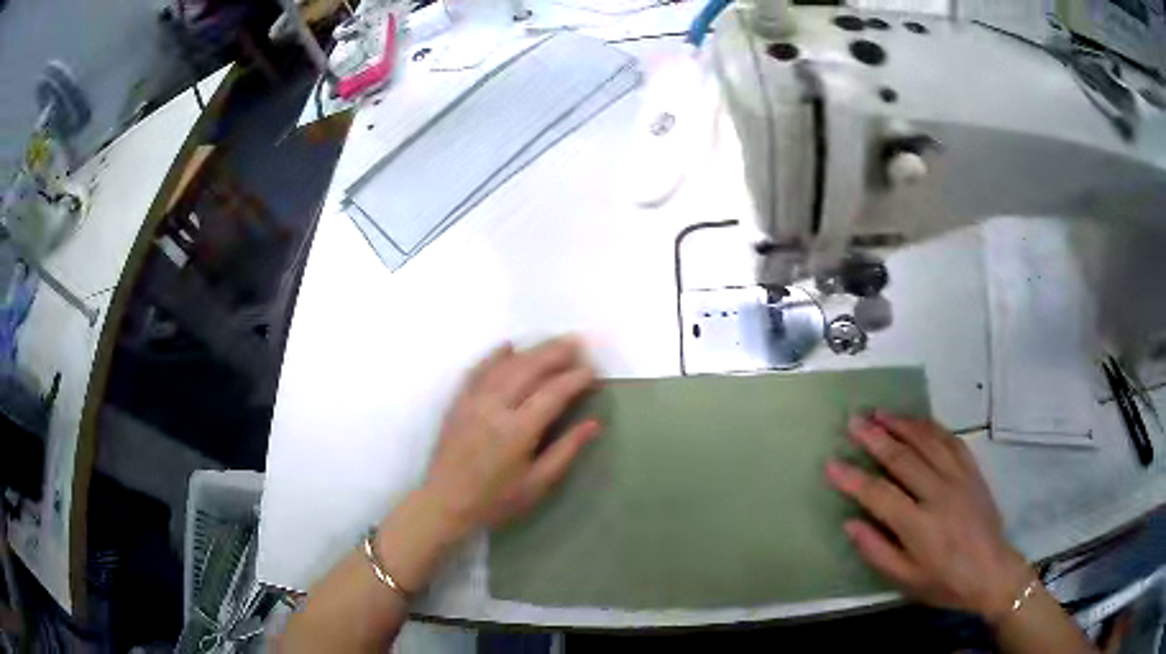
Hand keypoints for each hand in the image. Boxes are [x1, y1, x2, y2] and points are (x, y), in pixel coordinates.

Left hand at [422, 337, 601, 537]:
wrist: (445, 503)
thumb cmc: (496, 500)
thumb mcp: (537, 484)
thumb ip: (566, 451)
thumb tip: (593, 424)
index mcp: (517, 431)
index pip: (552, 394)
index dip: (574, 380)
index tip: (592, 372)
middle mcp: (494, 408)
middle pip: (529, 370)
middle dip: (555, 353)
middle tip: (577, 343)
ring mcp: (473, 402)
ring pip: (505, 366)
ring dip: (530, 351)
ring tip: (552, 342)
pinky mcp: (458, 403)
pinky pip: (477, 371)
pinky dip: (493, 356)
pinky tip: (508, 346)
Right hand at [826, 412, 1033, 621]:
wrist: (991, 571)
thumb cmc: (944, 581)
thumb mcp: (905, 579)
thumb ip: (876, 551)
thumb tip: (850, 522)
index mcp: (918, 525)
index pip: (878, 494)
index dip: (853, 478)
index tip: (831, 463)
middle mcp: (938, 493)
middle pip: (902, 458)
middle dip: (875, 437)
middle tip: (853, 421)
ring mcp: (958, 477)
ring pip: (927, 441)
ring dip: (902, 424)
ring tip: (880, 412)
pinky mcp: (972, 470)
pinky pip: (950, 440)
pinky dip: (931, 426)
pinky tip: (918, 421)